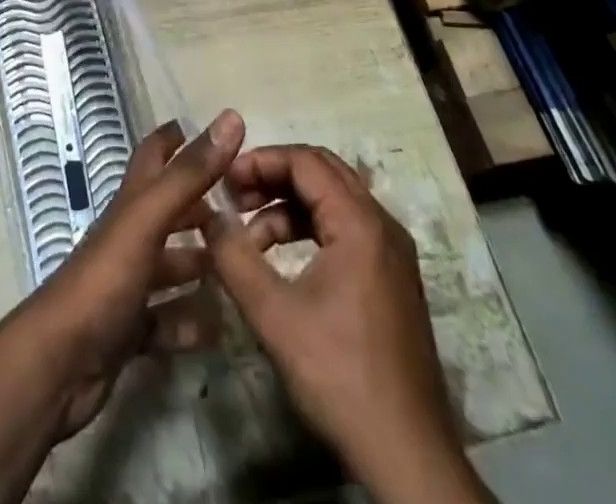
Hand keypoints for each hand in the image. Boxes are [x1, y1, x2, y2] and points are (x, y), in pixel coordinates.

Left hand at [21, 109, 244, 437]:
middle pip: (168, 211)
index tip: (214, 131)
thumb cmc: (104, 279)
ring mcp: (128, 283)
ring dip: (203, 265)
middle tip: (248, 209)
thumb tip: (230, 118)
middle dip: (203, 206)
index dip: (177, 138)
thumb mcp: (149, 219)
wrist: (59, 363)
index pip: (153, 156)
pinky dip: (191, 321)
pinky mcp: (129, 328)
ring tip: (244, 268)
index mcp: (131, 204)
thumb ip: (189, 174)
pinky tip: (219, 328)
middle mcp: (129, 236)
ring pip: (171, 266)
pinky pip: (167, 319)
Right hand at [207, 145, 481, 502]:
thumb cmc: (339, 375)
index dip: (261, 161)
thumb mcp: (274, 315)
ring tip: (249, 235)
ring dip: (288, 205)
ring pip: (333, 200)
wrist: (407, 455)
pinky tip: (281, 258)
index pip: (305, 161)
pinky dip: (309, 229)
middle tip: (235, 196)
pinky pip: (346, 228)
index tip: (225, 179)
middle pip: (322, 172)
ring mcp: (392, 252)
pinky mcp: (392, 277)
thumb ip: (234, 258)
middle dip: (274, 176)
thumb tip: (207, 217)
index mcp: (360, 223)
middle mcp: (382, 224)